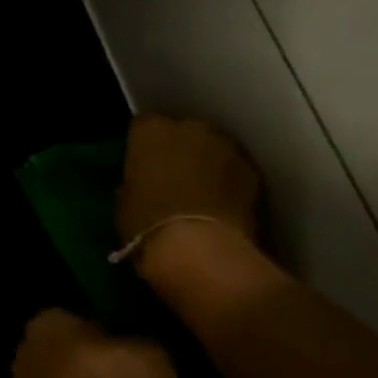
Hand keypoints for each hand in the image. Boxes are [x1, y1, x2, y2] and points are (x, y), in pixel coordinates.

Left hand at [10, 309, 178, 377]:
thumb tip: (117, 346)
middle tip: (98, 376)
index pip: (59, 319)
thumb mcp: (145, 348)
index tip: (105, 345)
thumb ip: (118, 341)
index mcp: (45, 326)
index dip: (82, 332)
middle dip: (64, 363)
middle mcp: (23, 357)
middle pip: (44, 354)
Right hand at [117, 114, 262, 248]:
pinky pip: (235, 170)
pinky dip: (229, 182)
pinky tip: (223, 206)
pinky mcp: (252, 170)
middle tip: (174, 179)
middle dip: (180, 150)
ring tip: (202, 194)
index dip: (144, 147)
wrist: (199, 250)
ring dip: (207, 164)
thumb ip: (134, 183)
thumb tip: (140, 185)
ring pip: (213, 148)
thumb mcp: (124, 204)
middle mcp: (190, 127)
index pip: (143, 126)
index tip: (143, 166)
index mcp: (151, 132)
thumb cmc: (148, 225)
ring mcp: (226, 146)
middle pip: (183, 132)